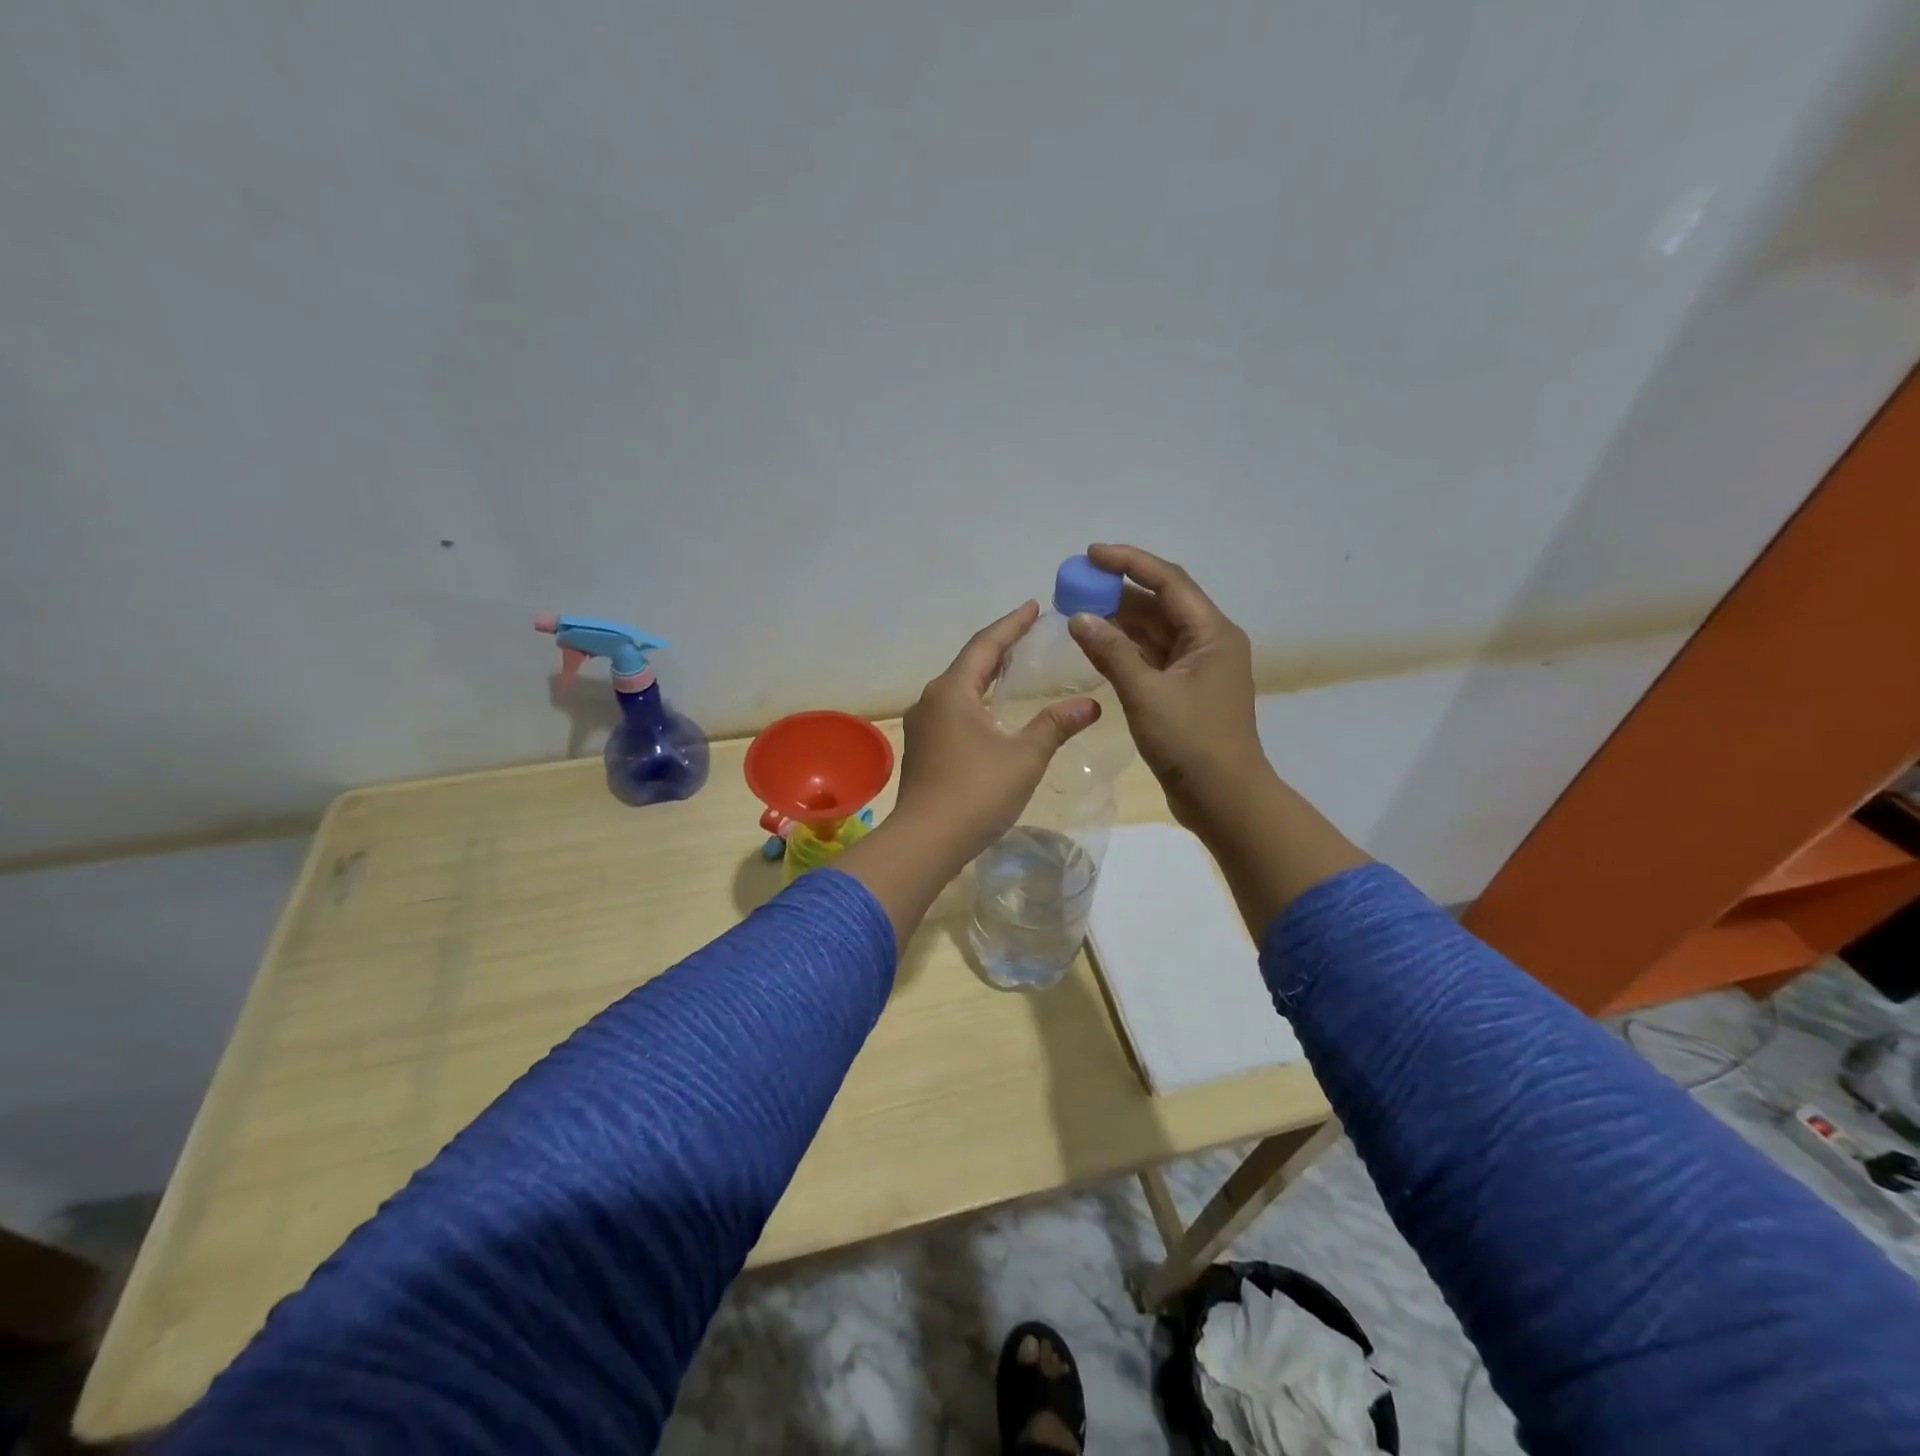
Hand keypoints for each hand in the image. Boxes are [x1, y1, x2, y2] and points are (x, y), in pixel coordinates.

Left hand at [836, 602, 1097, 946]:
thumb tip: (1092, 704)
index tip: (1033, 605)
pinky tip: (991, 712)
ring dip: (985, 675)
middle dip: (999, 647)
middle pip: (969, 663)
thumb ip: (1056, 725)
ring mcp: (922, 725)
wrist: (925, 841)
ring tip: (1013, 668)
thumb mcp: (1025, 756)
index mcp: (952, 691)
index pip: (986, 645)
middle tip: (1028, 633)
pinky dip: (975, 700)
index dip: (1012, 624)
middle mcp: (931, 700)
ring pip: (958, 688)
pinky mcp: (922, 748)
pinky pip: (952, 711)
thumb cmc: (977, 792)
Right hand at [1067, 543, 1366, 930]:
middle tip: (1076, 584)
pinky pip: (1150, 657)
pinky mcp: (1183, 690)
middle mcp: (1208, 642)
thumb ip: (1111, 652)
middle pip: (1160, 603)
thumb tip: (1079, 617)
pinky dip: (1124, 649)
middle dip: (1119, 590)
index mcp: (1212, 634)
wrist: (1223, 798)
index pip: (1168, 582)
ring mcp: (1196, 668)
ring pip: (1153, 631)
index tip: (1091, 553)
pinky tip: (1095, 643)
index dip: (1130, 562)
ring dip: (1119, 620)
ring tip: (1078, 609)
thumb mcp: (1146, 694)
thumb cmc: (1191, 742)